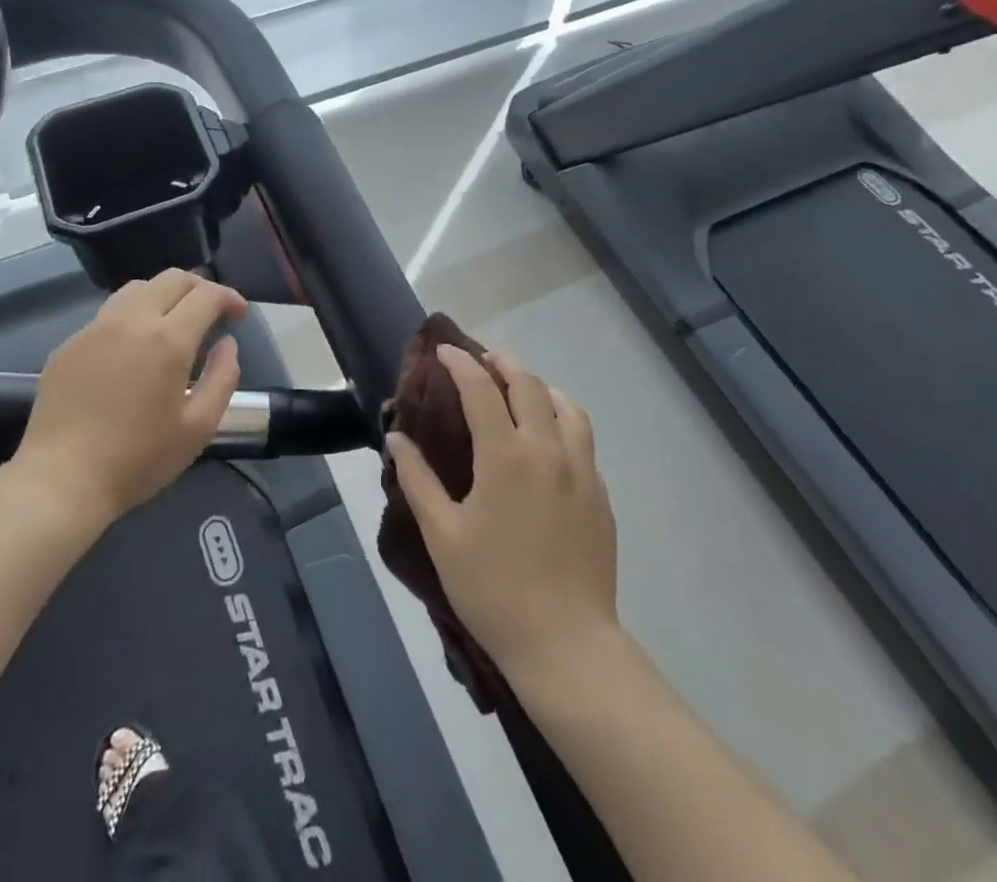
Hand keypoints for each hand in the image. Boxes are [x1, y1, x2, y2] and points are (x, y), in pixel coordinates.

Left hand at [10, 269, 248, 523]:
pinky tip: (133, 348)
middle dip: (200, 287)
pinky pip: (108, 314)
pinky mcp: (69, 344)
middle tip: (212, 311)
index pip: (206, 295)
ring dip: (164, 295)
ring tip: (173, 322)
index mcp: (168, 340)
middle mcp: (131, 321)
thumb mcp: (199, 427)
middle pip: (172, 278)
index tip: (239, 314)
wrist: (61, 481)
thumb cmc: (138, 459)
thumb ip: (223, 377)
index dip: (229, 297)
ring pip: (137, 288)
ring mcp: (95, 329)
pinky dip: (132, 317)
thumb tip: (227, 344)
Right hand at [387, 347, 619, 680]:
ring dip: (540, 387)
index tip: (444, 351)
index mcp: (505, 456)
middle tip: (482, 360)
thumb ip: (417, 480)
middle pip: (528, 385)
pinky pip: (583, 438)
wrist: (566, 644)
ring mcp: (581, 470)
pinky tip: (550, 439)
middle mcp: (547, 450)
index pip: (481, 389)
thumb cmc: (493, 589)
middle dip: (503, 363)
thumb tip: (396, 437)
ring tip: (521, 390)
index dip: (460, 363)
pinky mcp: (600, 494)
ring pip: (566, 406)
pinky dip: (562, 419)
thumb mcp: (443, 535)